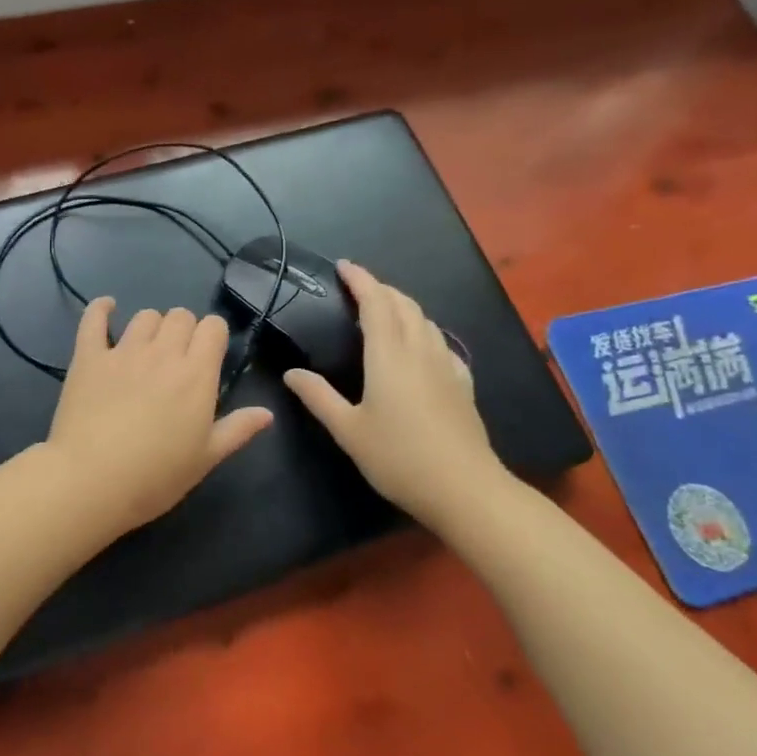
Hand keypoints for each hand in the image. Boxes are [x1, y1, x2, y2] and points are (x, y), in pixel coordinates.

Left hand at [45, 299, 273, 535]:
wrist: (91, 480)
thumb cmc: (156, 476)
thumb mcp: (206, 459)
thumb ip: (237, 430)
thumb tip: (267, 412)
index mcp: (196, 374)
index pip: (213, 327)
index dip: (213, 335)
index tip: (209, 354)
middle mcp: (162, 353)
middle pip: (180, 316)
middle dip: (184, 329)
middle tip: (178, 358)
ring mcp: (123, 351)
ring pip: (144, 316)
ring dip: (152, 326)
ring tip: (147, 347)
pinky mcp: (88, 356)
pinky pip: (94, 319)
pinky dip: (101, 309)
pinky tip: (107, 307)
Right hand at [283, 261, 506, 527]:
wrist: (465, 489)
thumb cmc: (399, 458)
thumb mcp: (348, 431)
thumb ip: (319, 397)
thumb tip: (291, 373)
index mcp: (389, 356)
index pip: (375, 302)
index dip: (360, 279)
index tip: (343, 266)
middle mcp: (420, 351)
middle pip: (403, 305)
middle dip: (380, 288)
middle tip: (358, 286)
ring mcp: (446, 366)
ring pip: (426, 321)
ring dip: (403, 306)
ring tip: (384, 309)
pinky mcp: (463, 385)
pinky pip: (442, 343)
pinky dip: (424, 331)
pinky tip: (421, 346)